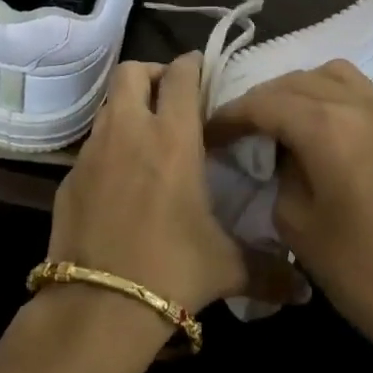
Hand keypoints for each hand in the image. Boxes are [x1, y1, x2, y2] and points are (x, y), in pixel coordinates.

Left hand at [48, 55, 303, 317]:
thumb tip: (303, 290)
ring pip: (109, 105)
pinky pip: (92, 146)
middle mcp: (129, 132)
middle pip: (132, 72)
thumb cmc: (171, 271)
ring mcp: (92, 153)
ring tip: (148, 137)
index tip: (202, 70)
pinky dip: (109, 148)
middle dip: (152, 74)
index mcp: (172, 138)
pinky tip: (122, 181)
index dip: (191, 65)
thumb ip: (269, 270)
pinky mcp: (69, 179)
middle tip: (170, 98)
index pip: (180, 76)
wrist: (97, 308)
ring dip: (129, 108)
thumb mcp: (227, 267)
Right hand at [207, 61, 372, 361]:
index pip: (265, 103)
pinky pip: (357, 88)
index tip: (210, 132)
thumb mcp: (293, 219)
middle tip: (239, 127)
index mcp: (327, 129)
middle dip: (261, 100)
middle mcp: (358, 105)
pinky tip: (318, 121)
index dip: (232, 115)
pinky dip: (330, 92)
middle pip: (295, 81)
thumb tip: (276, 147)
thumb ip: (278, 168)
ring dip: (298, 88)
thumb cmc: (352, 267)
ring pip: (330, 74)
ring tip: (280, 117)